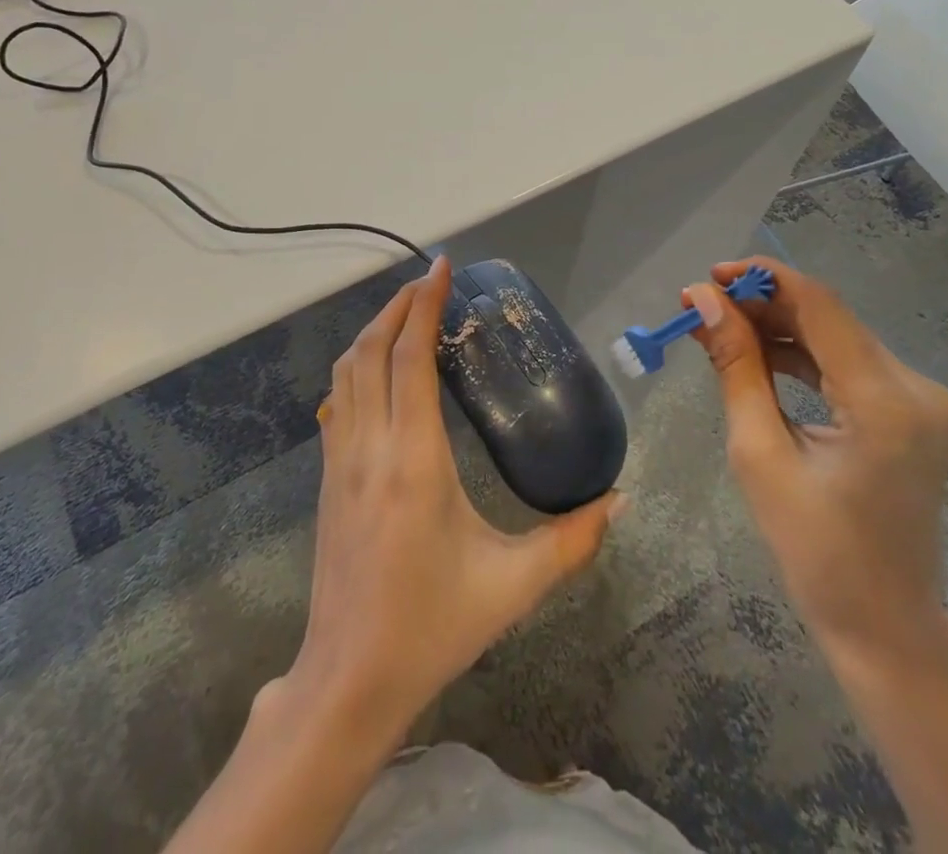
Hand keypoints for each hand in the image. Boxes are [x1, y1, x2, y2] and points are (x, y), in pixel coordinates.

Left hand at [277, 255, 624, 745]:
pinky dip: (356, 367)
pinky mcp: (326, 478)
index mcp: (413, 460)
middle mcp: (369, 447)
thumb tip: (621, 499)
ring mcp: (339, 461)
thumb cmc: (433, 626)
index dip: (423, 305)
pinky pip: (337, 401)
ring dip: (373, 332)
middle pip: (371, 351)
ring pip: (345, 372)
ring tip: (405, 313)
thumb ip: (572, 541)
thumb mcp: (513, 586)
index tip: (440, 268)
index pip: (410, 357)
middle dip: (396, 306)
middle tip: (428, 282)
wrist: (348, 679)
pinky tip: (378, 372)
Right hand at [685, 259, 947, 664]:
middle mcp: (917, 387)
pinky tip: (757, 353)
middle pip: (828, 317)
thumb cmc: (815, 549)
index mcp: (885, 402)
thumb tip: (703, 300)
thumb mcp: (759, 452)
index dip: (762, 279)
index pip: (820, 306)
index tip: (709, 276)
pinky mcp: (912, 409)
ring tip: (716, 328)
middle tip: (700, 307)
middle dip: (761, 305)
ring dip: (776, 327)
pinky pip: (847, 363)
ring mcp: (922, 398)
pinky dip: (801, 353)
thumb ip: (736, 365)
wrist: (884, 623)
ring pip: (835, 336)